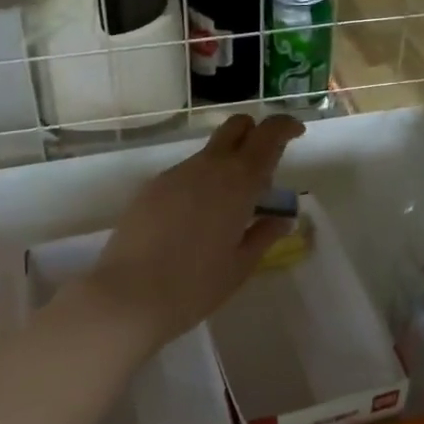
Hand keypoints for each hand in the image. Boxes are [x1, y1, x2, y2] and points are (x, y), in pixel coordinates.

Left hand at [83, 113, 304, 347]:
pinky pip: (186, 174)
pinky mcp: (151, 187)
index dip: (285, 127)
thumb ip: (264, 234)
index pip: (268, 135)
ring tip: (229, 210)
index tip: (296, 134)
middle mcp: (207, 167)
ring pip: (209, 153)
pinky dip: (202, 183)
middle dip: (254, 133)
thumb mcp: (241, 265)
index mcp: (238, 182)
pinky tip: (196, 221)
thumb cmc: (195, 286)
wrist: (128, 295)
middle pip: (236, 127)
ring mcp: (175, 174)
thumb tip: (281, 218)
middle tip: (264, 167)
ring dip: (227, 165)